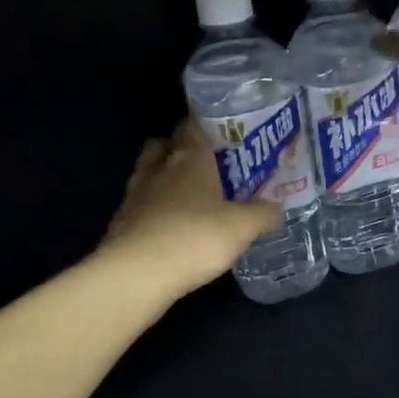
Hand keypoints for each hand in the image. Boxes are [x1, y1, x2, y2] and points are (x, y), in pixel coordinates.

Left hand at [101, 126, 282, 294]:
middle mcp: (159, 166)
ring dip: (166, 176)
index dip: (210, 126)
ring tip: (188, 195)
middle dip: (184, 149)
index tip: (228, 137)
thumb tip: (276, 208)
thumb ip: (262, 214)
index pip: (195, 124)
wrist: (137, 273)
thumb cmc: (194, 238)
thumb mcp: (242, 228)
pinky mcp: (122, 219)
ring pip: (150, 171)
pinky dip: (155, 207)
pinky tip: (171, 224)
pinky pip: (141, 202)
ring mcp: (135, 192)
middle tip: (208, 166)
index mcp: (189, 157)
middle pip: (167, 143)